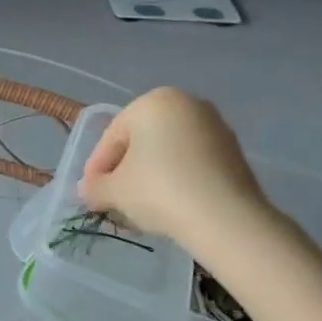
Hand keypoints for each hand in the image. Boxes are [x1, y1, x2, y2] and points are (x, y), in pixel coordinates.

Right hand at [79, 88, 273, 256]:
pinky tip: (170, 204)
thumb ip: (94, 187)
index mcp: (153, 102)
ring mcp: (215, 126)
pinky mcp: (234, 151)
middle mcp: (187, 104)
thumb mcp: (115, 191)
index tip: (90, 192)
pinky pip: (193, 162)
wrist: (225, 218)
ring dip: (151, 174)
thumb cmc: (159, 191)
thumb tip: (87, 190)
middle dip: (125, 168)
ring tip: (141, 205)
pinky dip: (177, 178)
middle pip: (142, 140)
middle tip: (113, 197)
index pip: (113, 135)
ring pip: (168, 151)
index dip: (97, 166)